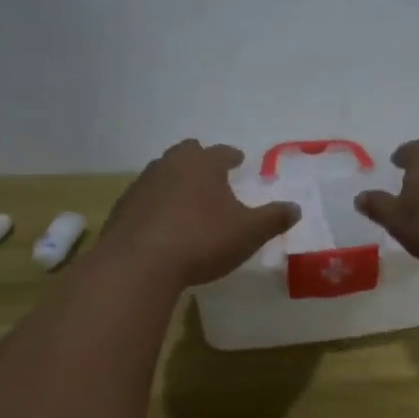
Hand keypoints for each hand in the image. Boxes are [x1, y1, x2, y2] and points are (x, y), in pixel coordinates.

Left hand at [98, 140, 299, 288]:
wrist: (139, 264)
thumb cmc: (202, 240)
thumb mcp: (249, 232)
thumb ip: (273, 218)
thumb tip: (296, 208)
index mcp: (202, 165)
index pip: (221, 152)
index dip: (232, 156)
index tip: (238, 160)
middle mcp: (170, 166)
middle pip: (186, 153)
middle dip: (200, 160)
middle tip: (211, 173)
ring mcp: (141, 186)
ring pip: (162, 173)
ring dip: (176, 181)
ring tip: (187, 199)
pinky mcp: (122, 210)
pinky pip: (145, 199)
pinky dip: (156, 205)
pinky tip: (163, 223)